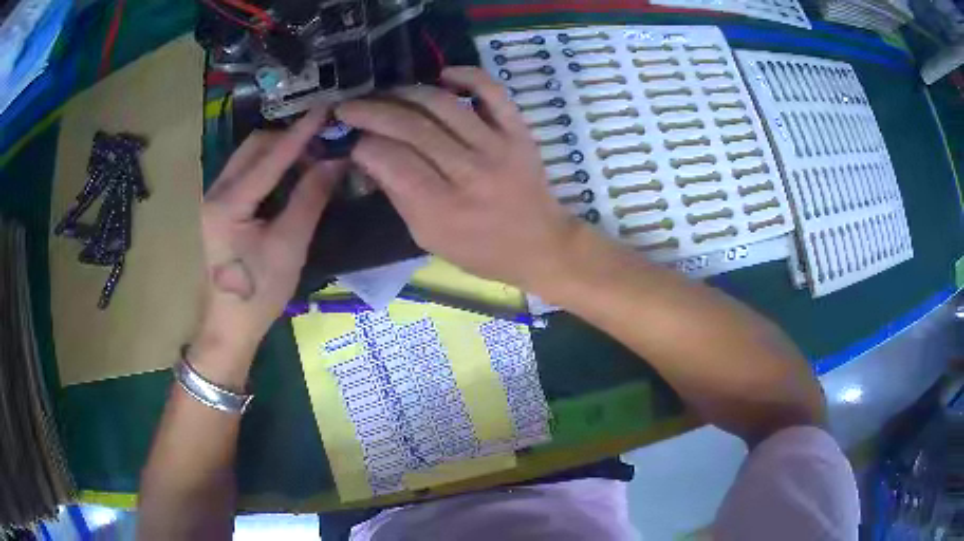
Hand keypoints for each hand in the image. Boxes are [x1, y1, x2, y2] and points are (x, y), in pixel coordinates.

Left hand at [194, 106, 344, 363]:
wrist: (230, 325)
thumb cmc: (260, 292)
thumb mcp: (290, 245)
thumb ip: (311, 197)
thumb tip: (336, 160)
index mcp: (228, 203)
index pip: (270, 156)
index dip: (301, 132)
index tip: (327, 111)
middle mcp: (215, 191)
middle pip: (254, 146)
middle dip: (288, 140)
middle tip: (322, 145)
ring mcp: (214, 197)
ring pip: (249, 156)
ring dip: (279, 152)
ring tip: (310, 160)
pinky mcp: (219, 206)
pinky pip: (246, 172)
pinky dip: (270, 167)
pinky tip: (289, 177)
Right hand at [335, 67, 585, 289]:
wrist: (540, 245)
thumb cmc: (479, 250)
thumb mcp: (428, 237)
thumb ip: (398, 195)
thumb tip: (369, 155)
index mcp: (442, 208)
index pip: (391, 160)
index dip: (362, 143)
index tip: (347, 136)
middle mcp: (469, 172)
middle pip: (411, 127)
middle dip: (371, 111)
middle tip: (349, 106)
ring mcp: (497, 146)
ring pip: (442, 104)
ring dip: (405, 92)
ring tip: (385, 93)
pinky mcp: (518, 130)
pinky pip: (491, 90)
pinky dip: (466, 74)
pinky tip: (441, 75)